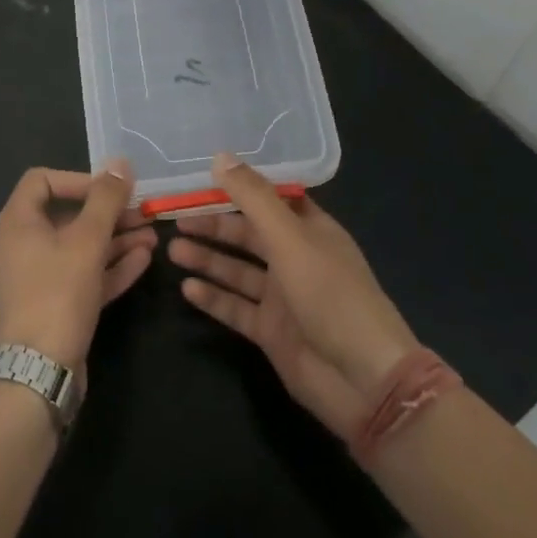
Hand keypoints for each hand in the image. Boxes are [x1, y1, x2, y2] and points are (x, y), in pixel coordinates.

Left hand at [0, 161, 155, 368]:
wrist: (35, 376)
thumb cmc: (56, 295)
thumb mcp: (86, 242)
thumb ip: (106, 200)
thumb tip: (120, 163)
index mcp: (16, 223)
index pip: (42, 180)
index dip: (79, 179)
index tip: (111, 190)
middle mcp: (21, 246)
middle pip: (67, 216)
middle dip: (108, 213)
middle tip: (144, 213)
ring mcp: (35, 280)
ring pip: (78, 249)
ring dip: (115, 240)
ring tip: (154, 236)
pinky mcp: (52, 308)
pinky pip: (81, 277)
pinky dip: (108, 267)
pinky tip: (143, 260)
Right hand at [169, 153, 417, 439]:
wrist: (363, 381)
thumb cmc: (332, 296)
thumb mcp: (290, 239)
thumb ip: (253, 199)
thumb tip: (219, 156)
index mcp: (310, 230)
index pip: (270, 198)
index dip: (239, 187)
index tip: (201, 174)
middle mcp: (295, 258)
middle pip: (248, 234)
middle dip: (213, 225)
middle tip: (175, 217)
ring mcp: (283, 297)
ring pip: (237, 270)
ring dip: (207, 258)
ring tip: (172, 249)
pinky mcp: (271, 331)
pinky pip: (235, 307)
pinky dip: (213, 297)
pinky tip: (186, 288)